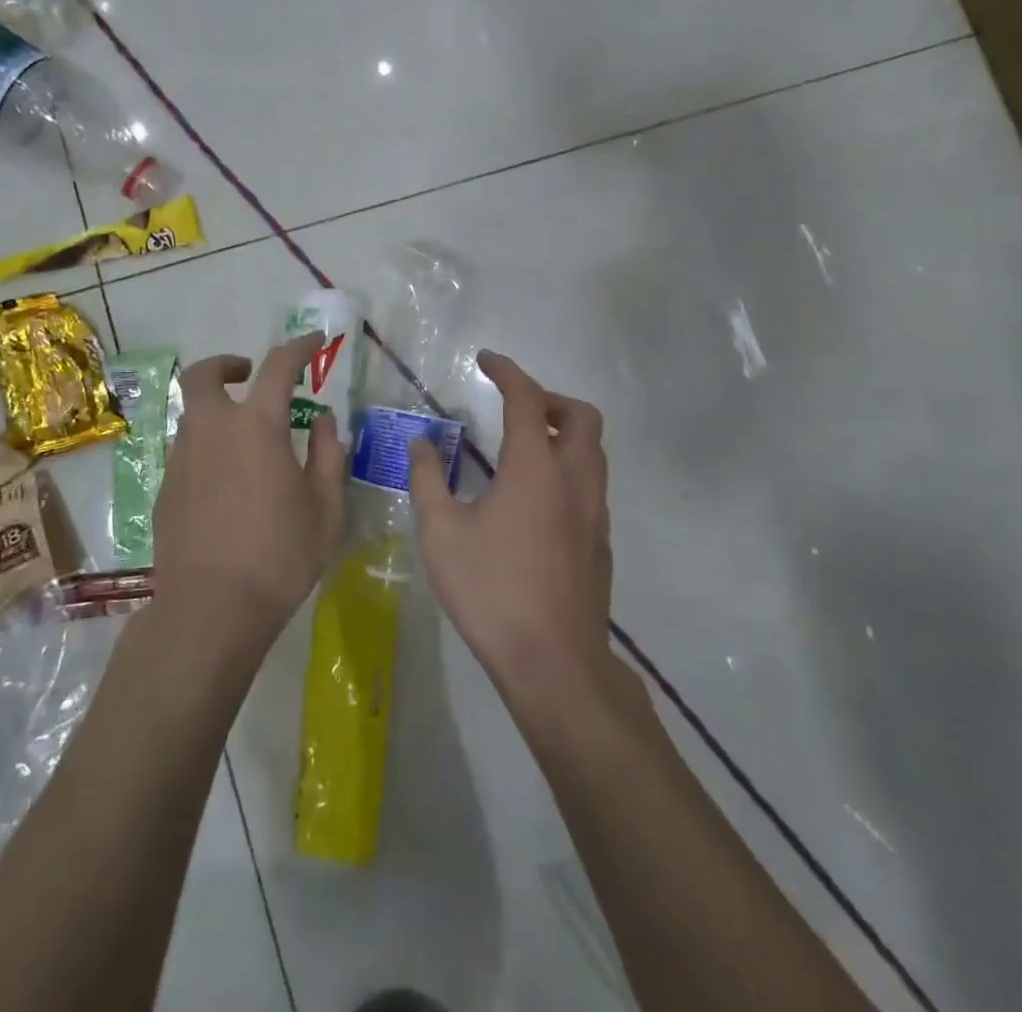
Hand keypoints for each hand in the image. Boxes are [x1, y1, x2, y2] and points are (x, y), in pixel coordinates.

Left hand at [151, 334, 347, 654]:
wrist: (210, 610)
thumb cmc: (279, 556)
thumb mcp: (325, 508)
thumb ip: (327, 455)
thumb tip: (323, 421)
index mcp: (256, 427)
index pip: (278, 367)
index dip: (298, 347)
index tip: (314, 343)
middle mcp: (212, 430)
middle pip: (204, 375)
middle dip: (227, 364)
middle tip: (250, 375)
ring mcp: (182, 458)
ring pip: (194, 414)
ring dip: (218, 409)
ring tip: (247, 440)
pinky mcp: (166, 488)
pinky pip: (187, 449)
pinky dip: (208, 445)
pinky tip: (228, 481)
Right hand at [407, 351, 611, 687]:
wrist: (554, 662)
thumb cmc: (492, 590)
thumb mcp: (442, 533)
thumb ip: (428, 480)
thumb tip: (421, 442)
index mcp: (535, 468)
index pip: (527, 399)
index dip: (508, 372)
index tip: (487, 359)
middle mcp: (574, 479)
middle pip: (580, 417)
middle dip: (550, 399)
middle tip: (516, 407)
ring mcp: (594, 512)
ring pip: (593, 451)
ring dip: (564, 433)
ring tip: (524, 447)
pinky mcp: (600, 543)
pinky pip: (591, 484)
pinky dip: (569, 469)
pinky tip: (536, 500)